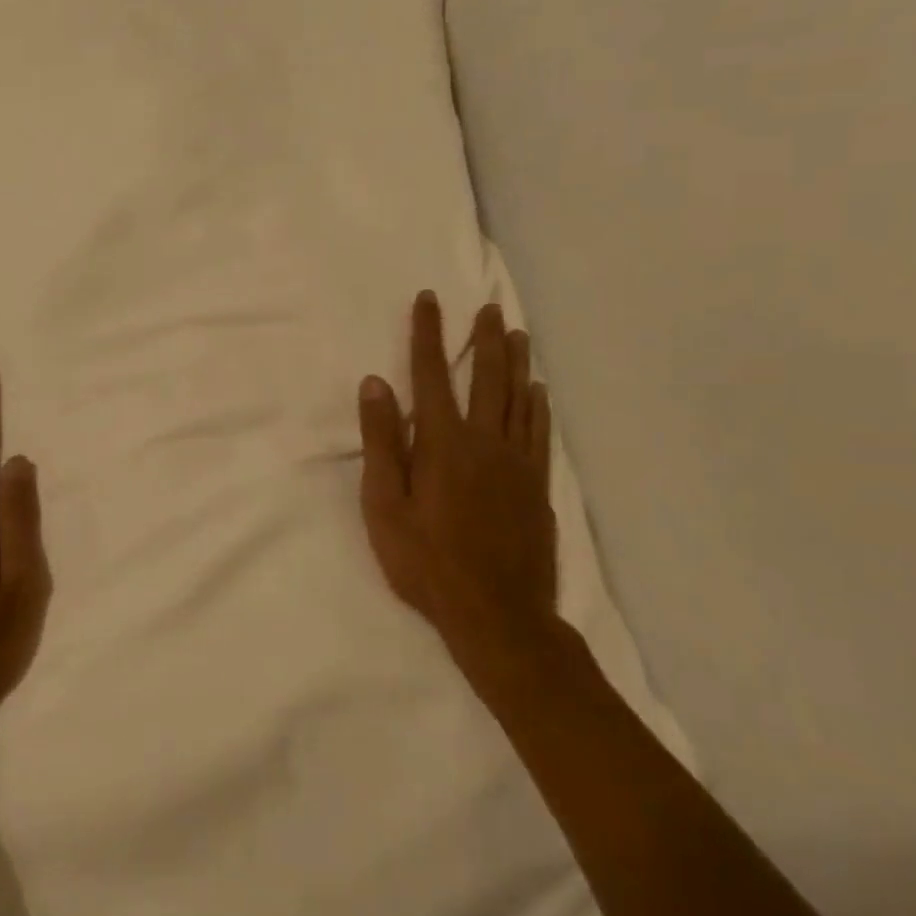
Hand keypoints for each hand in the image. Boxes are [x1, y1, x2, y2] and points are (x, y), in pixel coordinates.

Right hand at [357, 293, 560, 690]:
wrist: (497, 615)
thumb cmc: (426, 562)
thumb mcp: (384, 506)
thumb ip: (381, 442)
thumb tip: (375, 384)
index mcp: (442, 443)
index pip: (430, 374)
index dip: (427, 334)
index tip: (429, 300)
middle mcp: (484, 441)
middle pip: (486, 377)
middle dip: (484, 338)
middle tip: (490, 307)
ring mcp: (517, 463)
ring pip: (519, 398)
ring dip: (516, 362)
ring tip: (517, 333)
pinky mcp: (537, 486)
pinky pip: (539, 432)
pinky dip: (538, 405)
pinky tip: (538, 391)